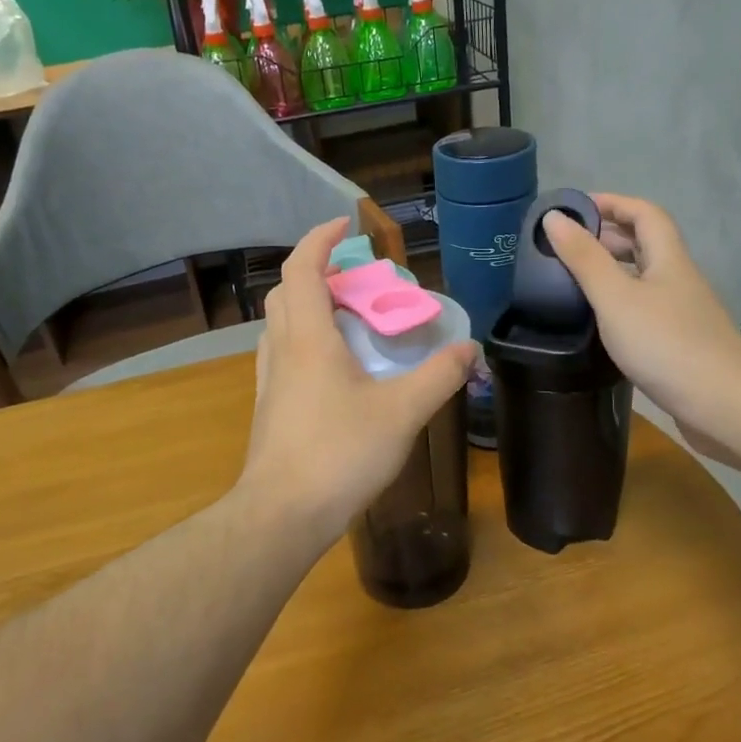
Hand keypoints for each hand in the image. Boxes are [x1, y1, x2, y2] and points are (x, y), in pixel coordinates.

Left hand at [237, 218, 474, 545]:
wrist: (282, 514)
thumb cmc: (340, 454)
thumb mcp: (402, 412)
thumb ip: (439, 376)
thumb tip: (470, 349)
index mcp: (308, 338)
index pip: (302, 269)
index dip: (320, 240)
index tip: (345, 227)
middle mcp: (282, 351)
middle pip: (287, 293)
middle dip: (318, 273)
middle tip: (357, 280)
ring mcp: (270, 381)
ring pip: (281, 326)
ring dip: (309, 308)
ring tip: (349, 320)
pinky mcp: (270, 408)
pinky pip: (284, 356)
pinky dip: (306, 342)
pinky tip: (336, 370)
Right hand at [541, 195, 740, 470]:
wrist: (722, 404)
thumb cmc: (665, 344)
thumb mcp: (615, 298)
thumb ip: (584, 259)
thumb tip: (554, 218)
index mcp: (668, 259)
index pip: (644, 213)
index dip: (612, 203)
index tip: (573, 209)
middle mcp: (679, 279)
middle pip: (645, 244)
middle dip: (606, 237)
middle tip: (564, 247)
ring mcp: (683, 313)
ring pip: (644, 278)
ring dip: (611, 271)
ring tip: (572, 281)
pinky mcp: (680, 343)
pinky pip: (645, 309)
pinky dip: (619, 304)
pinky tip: (599, 323)